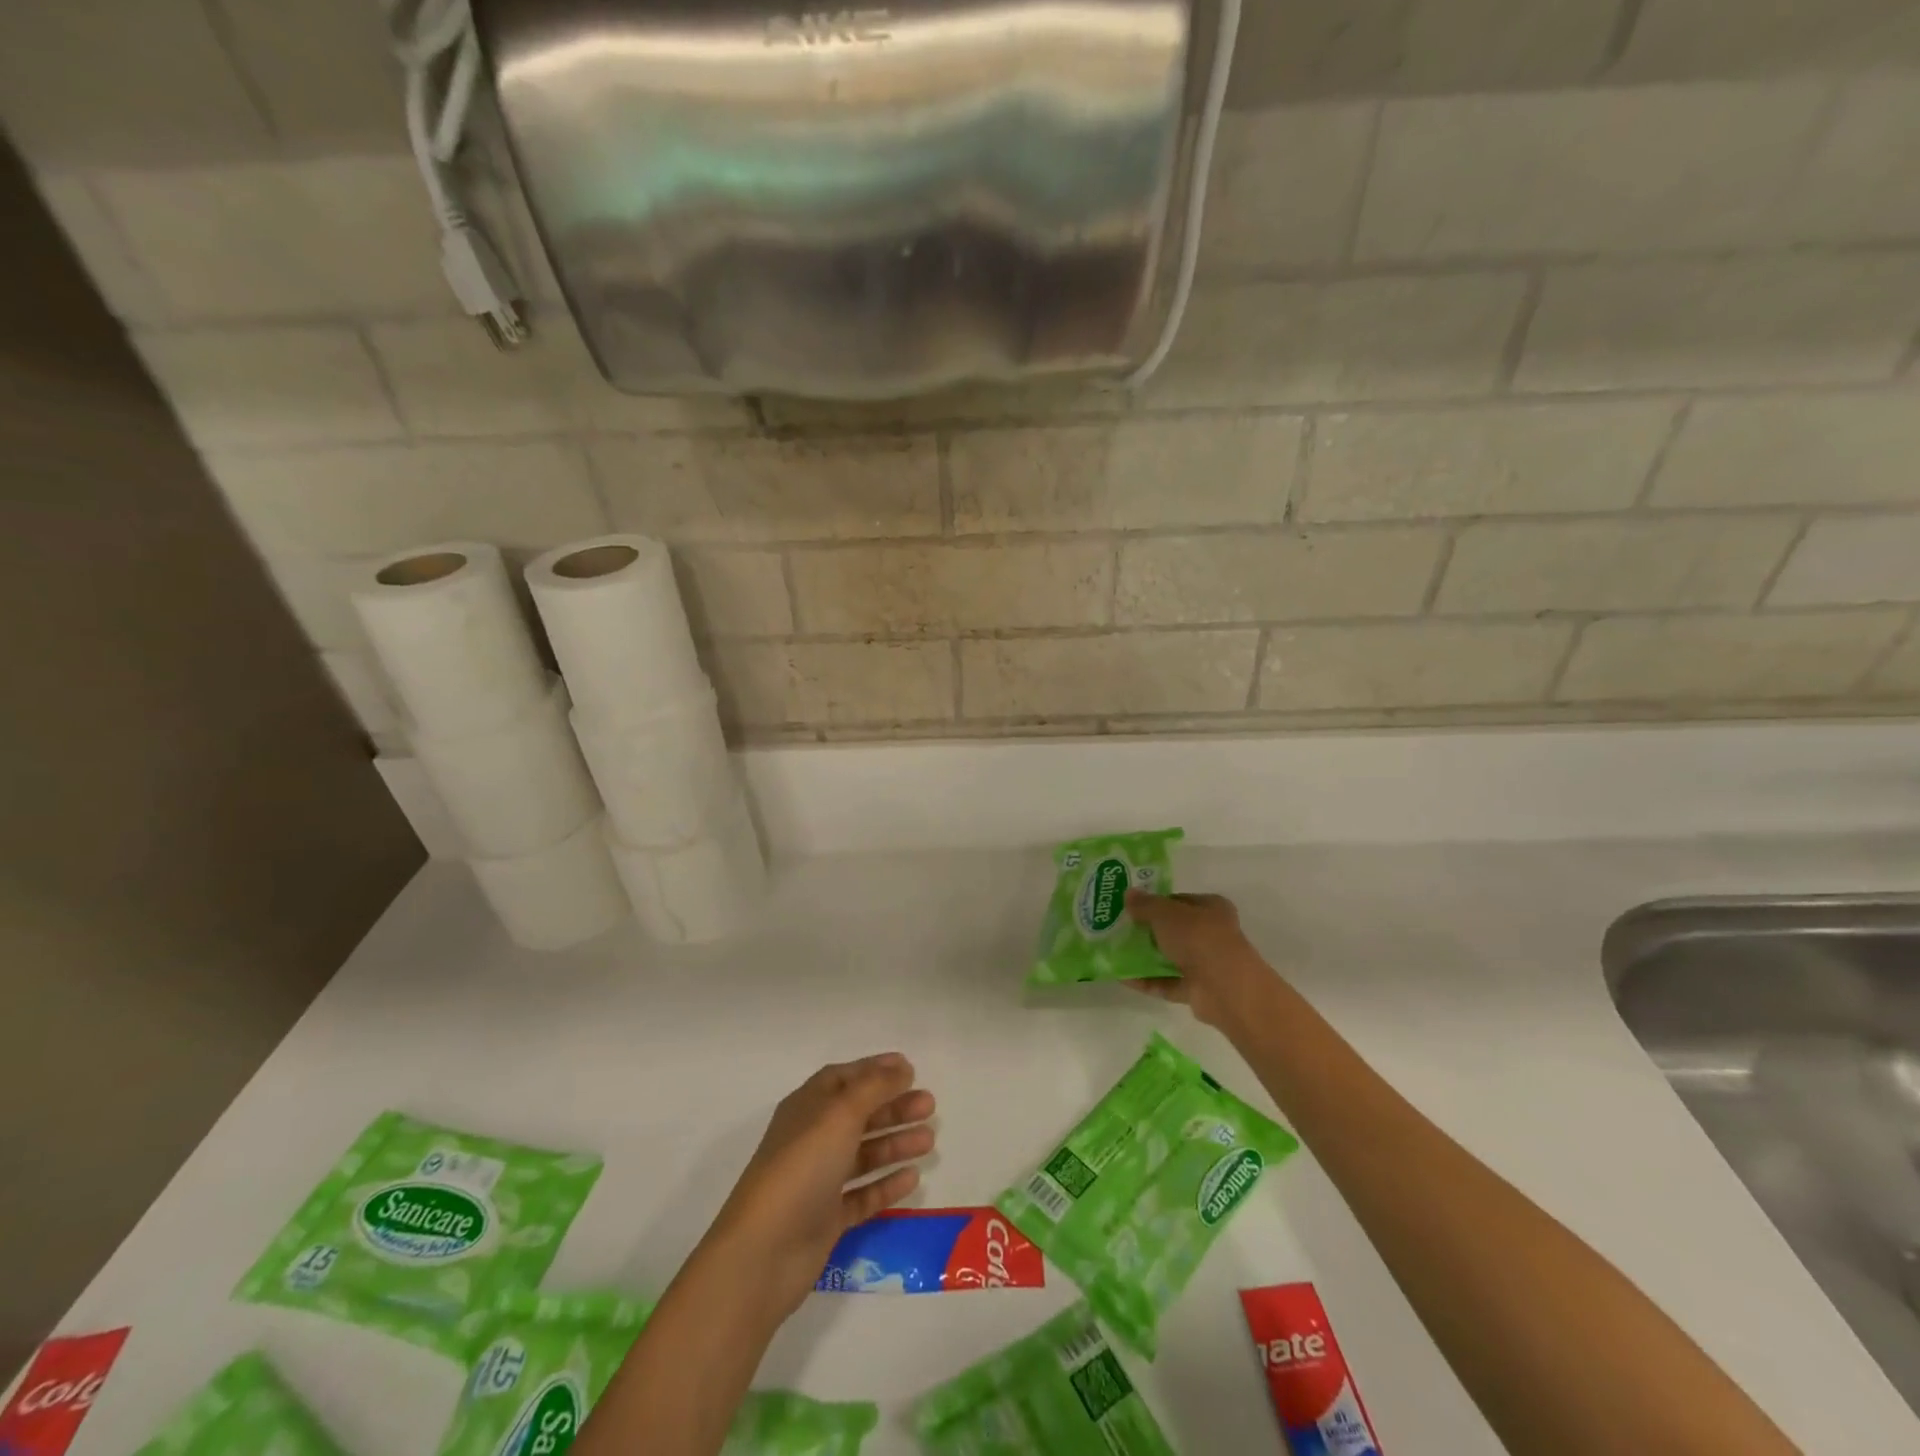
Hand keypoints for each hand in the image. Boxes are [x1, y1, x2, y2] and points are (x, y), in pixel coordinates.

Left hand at [706, 1054, 935, 1316]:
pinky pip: (862, 1194)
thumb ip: (874, 1087)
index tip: (910, 1069)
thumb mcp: (840, 1114)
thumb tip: (901, 1067)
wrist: (764, 1252)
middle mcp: (813, 1139)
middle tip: (930, 1106)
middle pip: (859, 1115)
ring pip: (863, 1154)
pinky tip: (912, 1178)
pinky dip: (885, 1184)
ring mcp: (818, 1180)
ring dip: (895, 1143)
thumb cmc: (802, 1167)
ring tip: (929, 1141)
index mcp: (808, 1107)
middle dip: (894, 1107)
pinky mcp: (826, 1218)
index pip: (844, 1078)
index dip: (875, 1070)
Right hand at [1125, 890, 1270, 1029]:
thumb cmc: (1198, 937)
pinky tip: (1122, 977)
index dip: (1155, 902)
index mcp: (1211, 908)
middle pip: (1173, 930)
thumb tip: (1128, 893)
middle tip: (1119, 930)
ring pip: (1169, 957)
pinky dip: (1147, 981)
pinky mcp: (1197, 990)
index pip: (1179, 901)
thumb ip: (1145, 905)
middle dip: (1147, 931)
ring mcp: (1206, 964)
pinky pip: (1167, 983)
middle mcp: (1211, 934)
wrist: (1224, 987)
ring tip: (1114, 953)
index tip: (1130, 907)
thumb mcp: (1165, 914)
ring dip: (1145, 957)